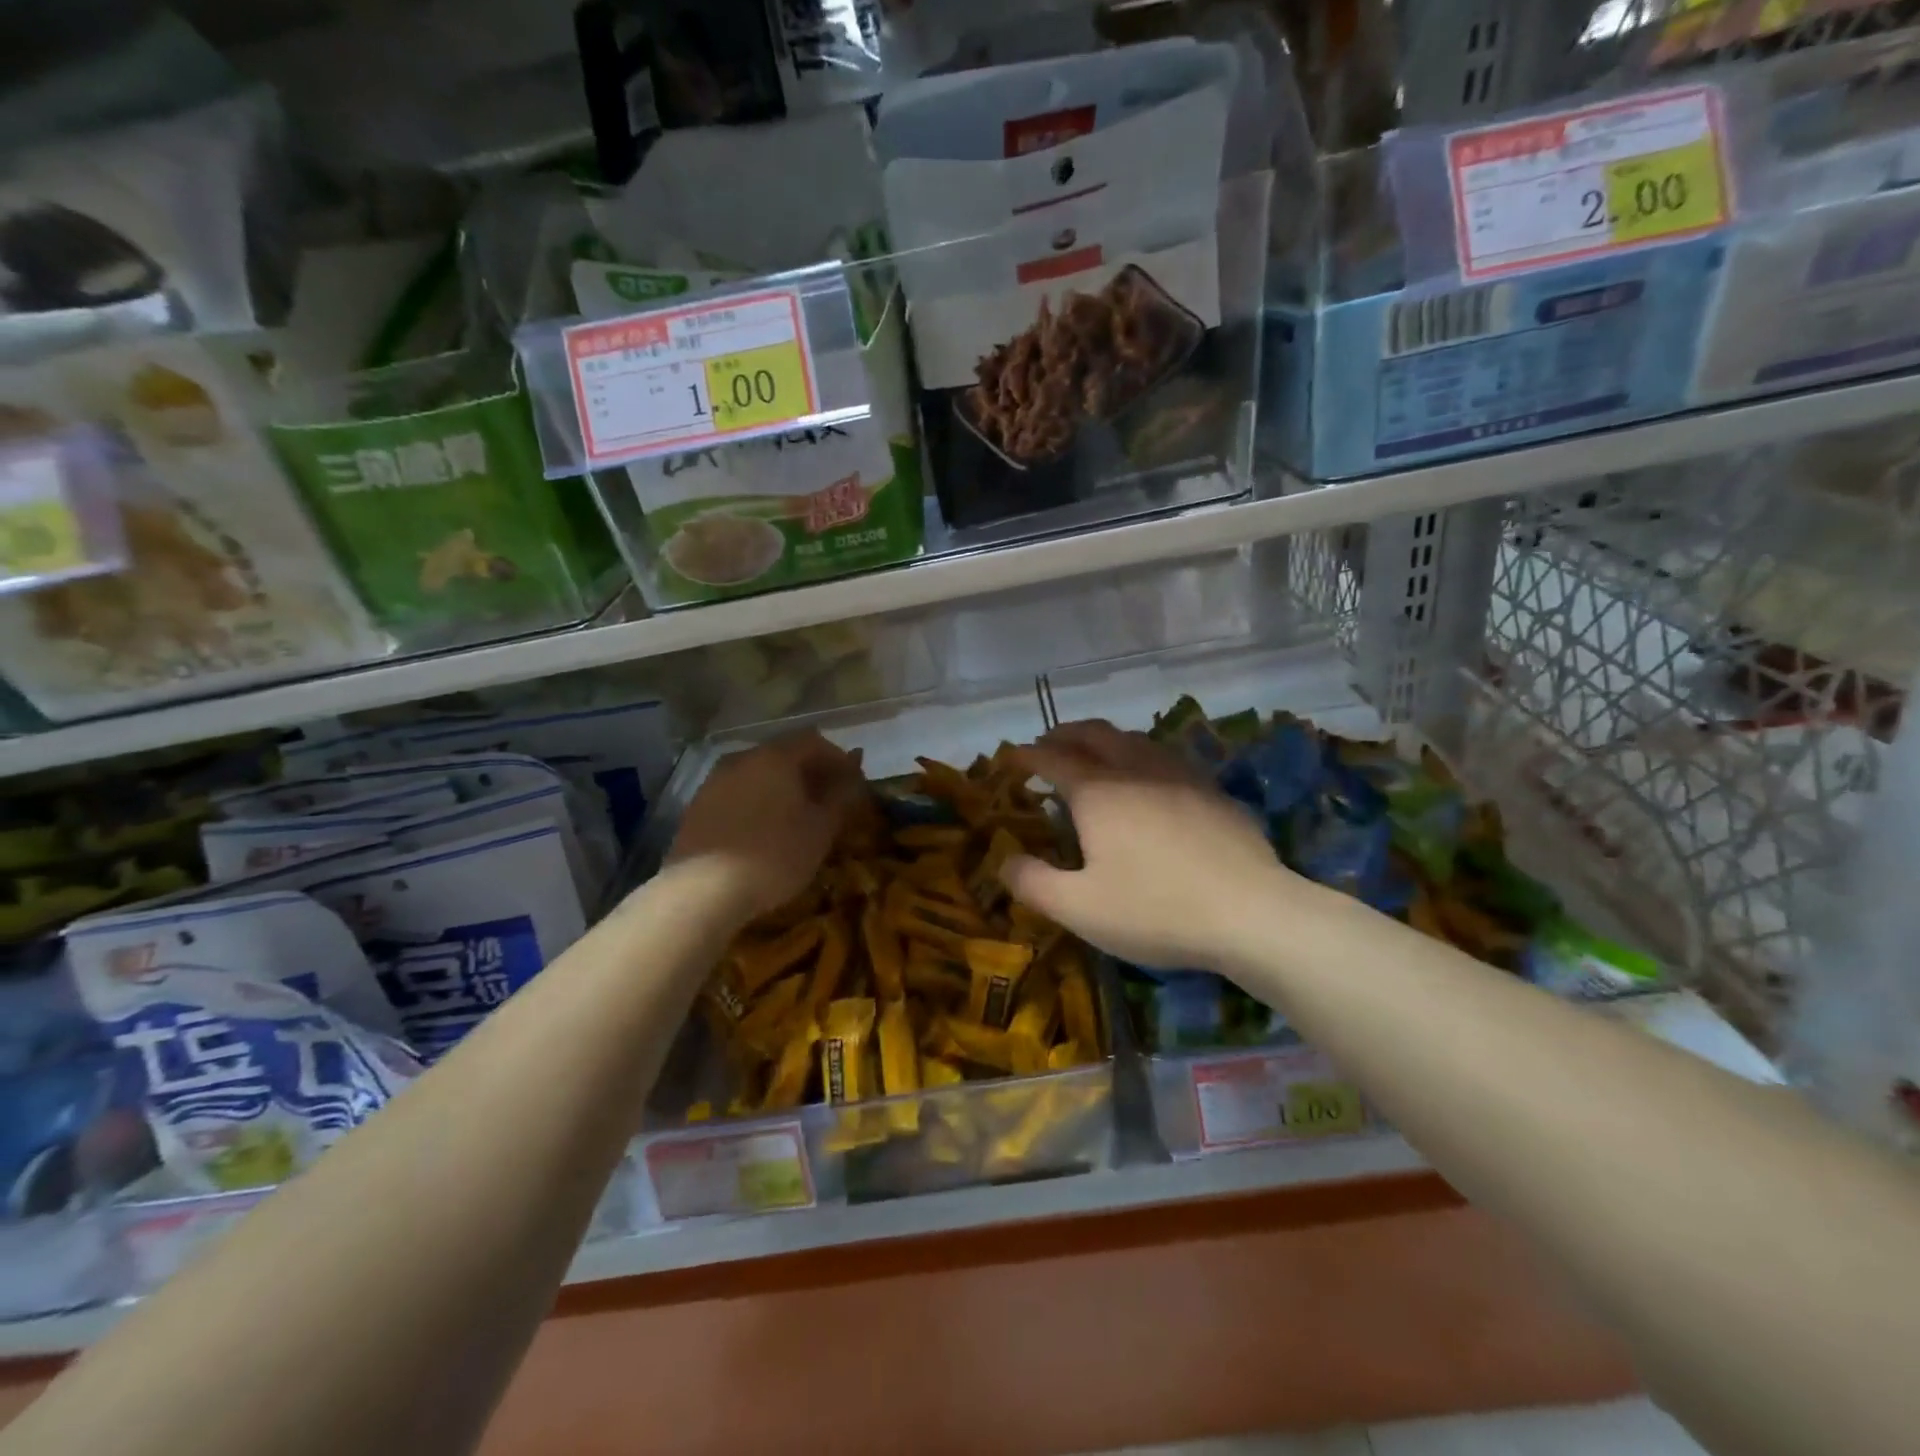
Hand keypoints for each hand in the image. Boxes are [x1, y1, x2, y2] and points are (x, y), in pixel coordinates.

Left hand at [666, 731, 863, 921]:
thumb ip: (840, 797)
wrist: (703, 891)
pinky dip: (756, 803)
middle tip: (828, 800)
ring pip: (757, 774)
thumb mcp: (821, 829)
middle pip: (783, 754)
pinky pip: (736, 794)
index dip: (838, 758)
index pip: (814, 741)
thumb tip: (854, 777)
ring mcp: (714, 782)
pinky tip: (762, 831)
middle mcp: (741, 759)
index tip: (852, 782)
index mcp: (775, 757)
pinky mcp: (696, 808)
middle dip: (809, 772)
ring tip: (796, 818)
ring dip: (780, 788)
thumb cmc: (775, 855)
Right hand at [999, 720, 1293, 971]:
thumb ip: (1033, 882)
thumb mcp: (1079, 908)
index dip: (1027, 755)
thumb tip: (1004, 860)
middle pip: (1094, 734)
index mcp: (1098, 792)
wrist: (1252, 913)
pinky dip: (1140, 753)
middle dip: (1065, 734)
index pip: (1053, 759)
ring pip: (1134, 738)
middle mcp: (1135, 770)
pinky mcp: (1212, 789)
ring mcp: (1179, 775)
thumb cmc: (1156, 910)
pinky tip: (1148, 775)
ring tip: (1093, 752)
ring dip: (1104, 738)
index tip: (1010, 757)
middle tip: (1047, 744)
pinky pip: (1165, 756)